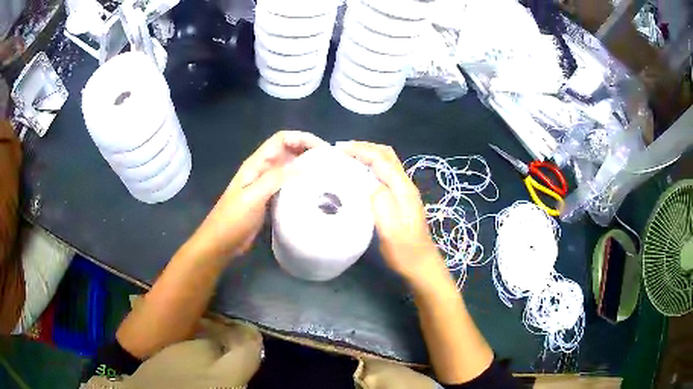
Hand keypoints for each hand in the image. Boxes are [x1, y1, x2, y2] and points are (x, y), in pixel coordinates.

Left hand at [190, 131, 328, 259]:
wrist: (221, 242)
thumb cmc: (233, 219)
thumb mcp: (254, 196)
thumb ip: (277, 179)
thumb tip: (305, 166)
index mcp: (257, 163)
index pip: (282, 139)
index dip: (302, 138)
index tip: (323, 149)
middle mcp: (262, 170)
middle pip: (288, 151)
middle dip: (308, 151)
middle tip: (330, 162)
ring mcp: (265, 185)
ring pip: (289, 168)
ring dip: (306, 167)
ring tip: (326, 175)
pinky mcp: (269, 199)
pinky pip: (288, 185)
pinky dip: (301, 184)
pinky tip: (312, 193)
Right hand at [338, 142, 446, 283]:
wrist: (421, 265)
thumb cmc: (404, 250)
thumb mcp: (390, 228)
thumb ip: (380, 201)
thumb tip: (368, 182)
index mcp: (402, 188)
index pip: (380, 159)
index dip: (360, 150)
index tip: (338, 149)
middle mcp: (405, 185)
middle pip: (387, 155)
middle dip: (365, 147)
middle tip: (342, 149)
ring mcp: (404, 192)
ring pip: (387, 163)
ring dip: (369, 155)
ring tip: (348, 158)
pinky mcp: (401, 200)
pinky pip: (385, 174)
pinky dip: (371, 166)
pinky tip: (360, 175)